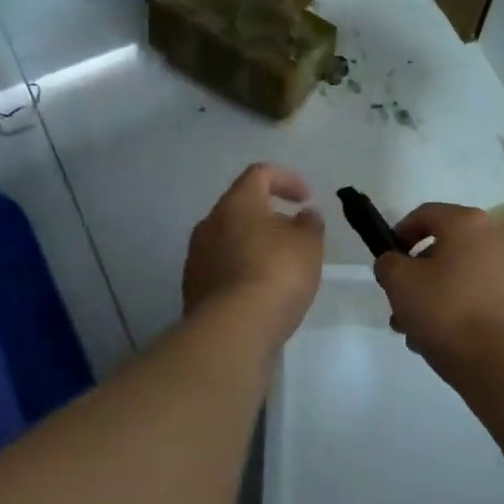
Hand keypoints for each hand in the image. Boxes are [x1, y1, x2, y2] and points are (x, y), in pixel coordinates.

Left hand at [182, 163, 324, 346]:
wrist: (232, 330)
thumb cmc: (276, 274)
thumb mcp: (308, 244)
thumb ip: (309, 224)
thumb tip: (304, 215)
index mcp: (236, 203)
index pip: (259, 174)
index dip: (286, 179)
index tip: (306, 199)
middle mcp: (209, 223)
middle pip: (240, 208)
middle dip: (269, 217)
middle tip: (294, 237)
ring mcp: (196, 257)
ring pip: (229, 240)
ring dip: (254, 246)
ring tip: (279, 268)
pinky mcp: (193, 288)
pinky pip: (222, 269)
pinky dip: (242, 272)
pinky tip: (260, 293)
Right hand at [373, 203, 503, 371]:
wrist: (500, 362)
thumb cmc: (446, 312)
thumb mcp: (399, 282)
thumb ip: (388, 263)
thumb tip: (395, 263)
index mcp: (468, 223)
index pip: (424, 214)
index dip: (398, 235)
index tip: (388, 262)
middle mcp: (497, 237)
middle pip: (444, 247)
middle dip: (416, 274)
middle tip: (399, 303)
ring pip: (460, 274)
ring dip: (434, 295)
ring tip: (416, 330)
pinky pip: (479, 294)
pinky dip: (460, 307)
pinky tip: (443, 337)